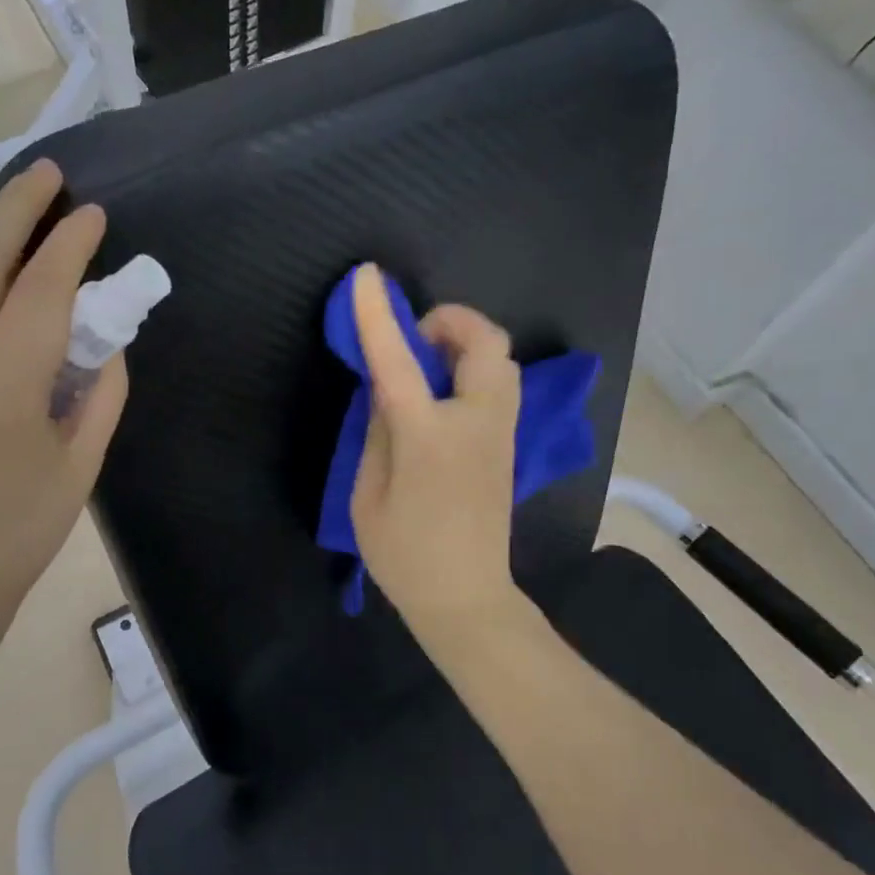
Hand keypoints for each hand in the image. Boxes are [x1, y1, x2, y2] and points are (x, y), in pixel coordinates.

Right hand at [348, 264, 522, 636]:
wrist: (466, 598)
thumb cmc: (405, 553)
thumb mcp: (368, 493)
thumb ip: (378, 430)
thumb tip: (385, 386)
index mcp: (428, 436)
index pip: (400, 360)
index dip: (379, 314)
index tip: (366, 277)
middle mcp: (475, 423)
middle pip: (486, 343)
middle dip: (451, 320)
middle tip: (416, 338)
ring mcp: (500, 434)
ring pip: (500, 361)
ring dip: (466, 344)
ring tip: (428, 364)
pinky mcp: (507, 446)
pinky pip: (499, 386)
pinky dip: (474, 369)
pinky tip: (444, 394)